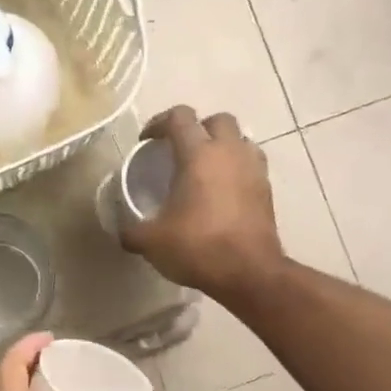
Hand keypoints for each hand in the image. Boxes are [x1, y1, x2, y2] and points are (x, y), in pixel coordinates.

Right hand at [120, 106, 284, 301]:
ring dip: (222, 147)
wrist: (249, 273)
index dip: (159, 123)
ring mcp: (254, 169)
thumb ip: (132, 231)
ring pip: (240, 140)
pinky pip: (251, 165)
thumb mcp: (152, 242)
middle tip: (181, 151)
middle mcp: (229, 152)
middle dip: (198, 128)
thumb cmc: (198, 247)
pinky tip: (223, 192)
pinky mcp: (267, 190)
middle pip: (217, 120)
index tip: (147, 142)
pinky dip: (236, 169)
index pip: (179, 117)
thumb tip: (123, 232)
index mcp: (198, 154)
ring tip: (205, 170)